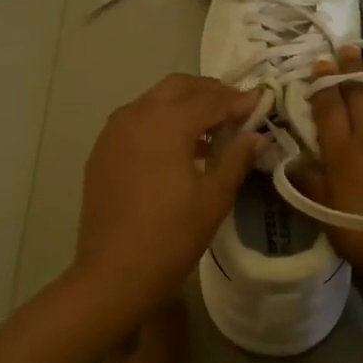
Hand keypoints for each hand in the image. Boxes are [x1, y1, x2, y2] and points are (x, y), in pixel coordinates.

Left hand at [73, 74, 263, 308]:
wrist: (113, 275)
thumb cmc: (171, 236)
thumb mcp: (214, 197)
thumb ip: (236, 157)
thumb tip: (257, 135)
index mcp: (166, 122)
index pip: (210, 99)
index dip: (238, 100)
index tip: (261, 102)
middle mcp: (136, 115)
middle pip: (178, 87)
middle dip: (209, 91)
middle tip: (236, 108)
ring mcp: (113, 132)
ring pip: (154, 100)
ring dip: (183, 104)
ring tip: (210, 128)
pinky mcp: (102, 152)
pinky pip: (136, 121)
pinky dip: (161, 121)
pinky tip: (178, 147)